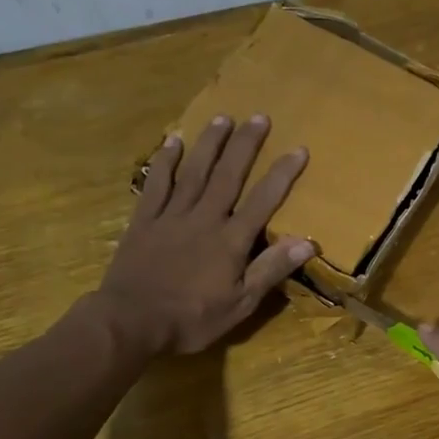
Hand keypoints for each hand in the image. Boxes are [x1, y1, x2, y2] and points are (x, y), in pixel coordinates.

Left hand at [98, 114, 315, 355]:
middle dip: (246, 145)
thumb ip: (271, 270)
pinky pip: (157, 183)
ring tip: (223, 117)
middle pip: (228, 174)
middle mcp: (204, 218)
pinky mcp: (144, 220)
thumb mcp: (240, 304)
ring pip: (195, 171)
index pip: (263, 200)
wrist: (130, 321)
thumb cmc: (191, 318)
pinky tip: (173, 141)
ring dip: (210, 143)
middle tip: (259, 117)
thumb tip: (307, 243)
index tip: (298, 148)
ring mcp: (171, 215)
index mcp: (230, 240)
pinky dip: (165, 161)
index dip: (282, 174)